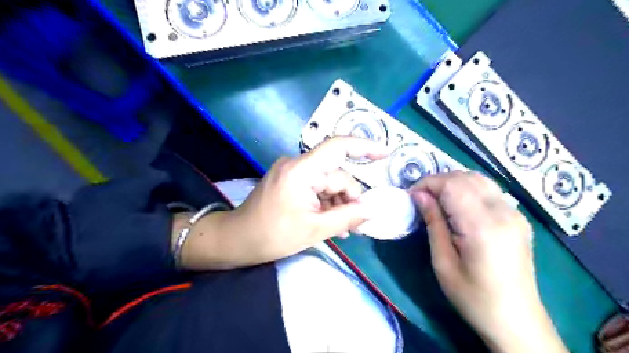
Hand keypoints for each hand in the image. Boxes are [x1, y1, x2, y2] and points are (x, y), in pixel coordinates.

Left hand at [215, 138, 383, 266]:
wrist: (237, 240)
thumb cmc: (272, 236)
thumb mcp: (314, 230)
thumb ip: (347, 217)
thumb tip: (373, 209)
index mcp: (301, 171)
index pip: (337, 147)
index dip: (364, 147)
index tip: (385, 154)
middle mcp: (297, 165)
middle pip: (336, 174)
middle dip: (349, 197)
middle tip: (358, 225)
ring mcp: (293, 172)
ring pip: (328, 183)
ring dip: (339, 203)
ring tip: (346, 230)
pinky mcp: (290, 181)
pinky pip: (316, 187)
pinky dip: (327, 203)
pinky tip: (332, 222)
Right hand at [411, 173, 567, 352]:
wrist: (516, 320)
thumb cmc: (473, 297)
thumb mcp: (443, 262)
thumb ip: (433, 223)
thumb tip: (418, 195)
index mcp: (483, 226)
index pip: (452, 184)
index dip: (428, 184)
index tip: (411, 196)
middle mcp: (503, 212)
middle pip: (466, 177)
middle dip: (438, 181)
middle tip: (421, 198)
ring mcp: (515, 213)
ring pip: (479, 179)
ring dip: (453, 183)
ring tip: (437, 200)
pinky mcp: (518, 218)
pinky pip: (489, 190)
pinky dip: (468, 189)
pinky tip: (457, 205)